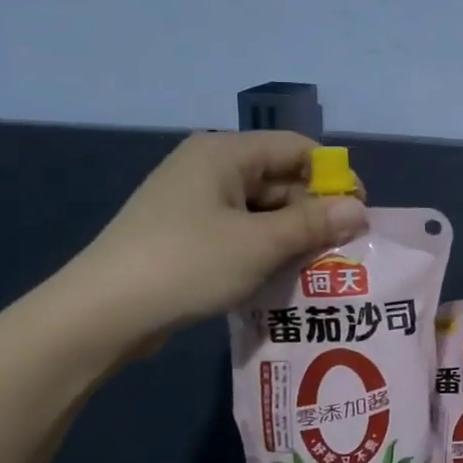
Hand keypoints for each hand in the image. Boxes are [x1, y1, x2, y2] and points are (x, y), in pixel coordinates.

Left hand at [60, 132, 367, 352]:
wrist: (102, 313)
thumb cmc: (188, 264)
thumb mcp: (261, 244)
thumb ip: (314, 223)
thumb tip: (359, 209)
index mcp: (225, 154)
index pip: (298, 149)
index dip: (335, 177)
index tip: (359, 215)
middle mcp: (210, 168)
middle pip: (281, 179)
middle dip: (315, 212)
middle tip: (342, 251)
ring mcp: (194, 202)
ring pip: (263, 210)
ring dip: (292, 236)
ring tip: (319, 269)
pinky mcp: (186, 234)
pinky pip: (241, 231)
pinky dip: (265, 249)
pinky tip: (281, 277)